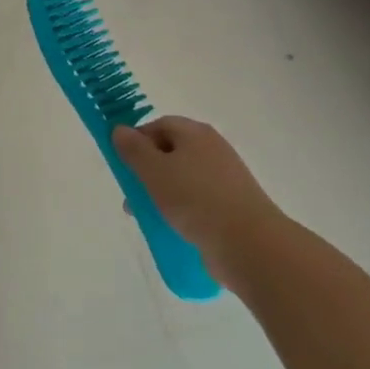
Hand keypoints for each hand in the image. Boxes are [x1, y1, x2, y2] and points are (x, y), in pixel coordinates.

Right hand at [113, 116, 281, 282]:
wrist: (249, 243)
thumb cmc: (195, 199)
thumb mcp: (154, 171)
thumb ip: (133, 149)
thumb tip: (120, 129)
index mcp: (195, 133)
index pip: (159, 125)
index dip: (137, 141)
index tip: (124, 166)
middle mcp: (212, 149)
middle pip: (170, 152)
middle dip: (147, 172)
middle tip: (132, 197)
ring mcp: (225, 178)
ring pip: (182, 179)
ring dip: (161, 194)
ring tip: (148, 218)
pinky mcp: (232, 205)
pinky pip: (198, 201)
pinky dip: (182, 210)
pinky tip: (173, 228)